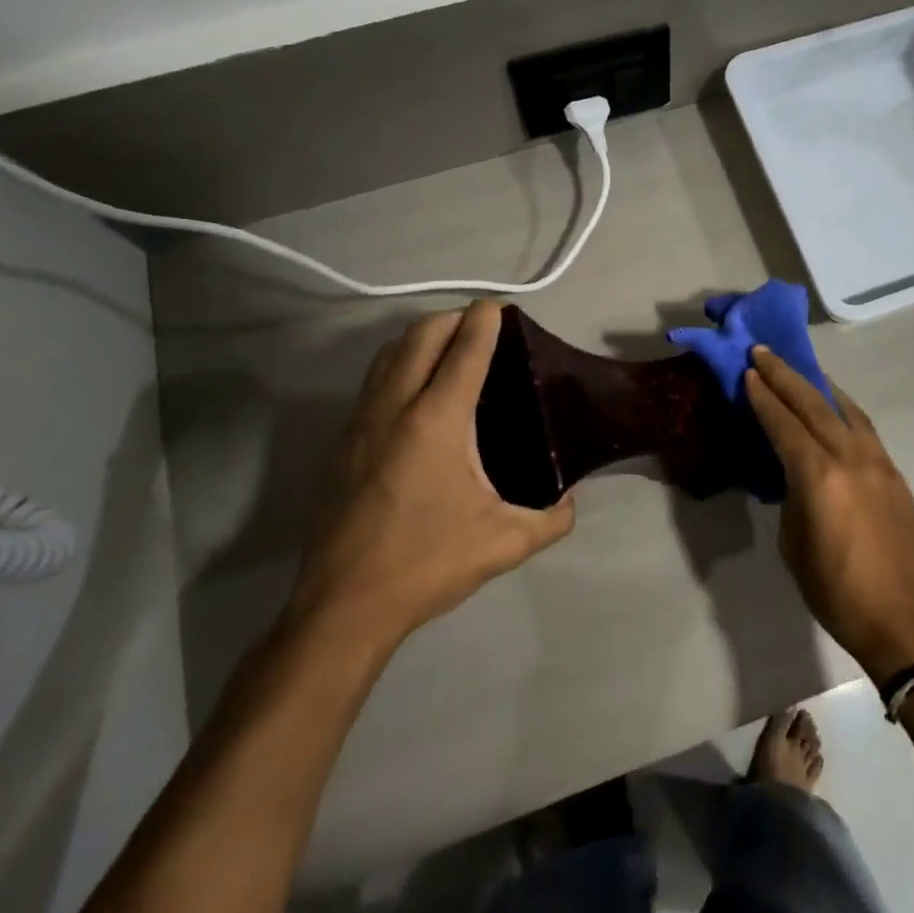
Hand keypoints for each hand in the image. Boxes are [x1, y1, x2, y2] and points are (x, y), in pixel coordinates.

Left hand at [286, 301, 574, 663]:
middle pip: (420, 335)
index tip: (500, 306)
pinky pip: (372, 382)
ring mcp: (360, 422)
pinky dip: (397, 366)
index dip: (485, 320)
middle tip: (480, 326)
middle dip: (452, 318)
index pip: (464, 350)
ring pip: (388, 354)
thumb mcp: (504, 544)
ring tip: (448, 348)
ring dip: (420, 337)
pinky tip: (414, 394)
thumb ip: (551, 519)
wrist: (344, 606)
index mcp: (438, 421)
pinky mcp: (341, 443)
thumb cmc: (427, 564)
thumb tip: (572, 502)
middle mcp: (395, 407)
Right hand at [744, 348, 913, 682]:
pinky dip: (843, 409)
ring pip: (845, 409)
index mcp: (819, 476)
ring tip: (800, 370)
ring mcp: (879, 462)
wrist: (906, 622)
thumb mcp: (795, 545)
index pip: (784, 424)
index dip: (763, 397)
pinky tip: (835, 409)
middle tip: (763, 352)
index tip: (747, 371)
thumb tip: (794, 476)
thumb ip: (792, 498)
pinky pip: (864, 428)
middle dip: (785, 376)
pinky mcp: (895, 474)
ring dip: (818, 386)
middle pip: (813, 404)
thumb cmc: (837, 592)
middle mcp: (851, 457)